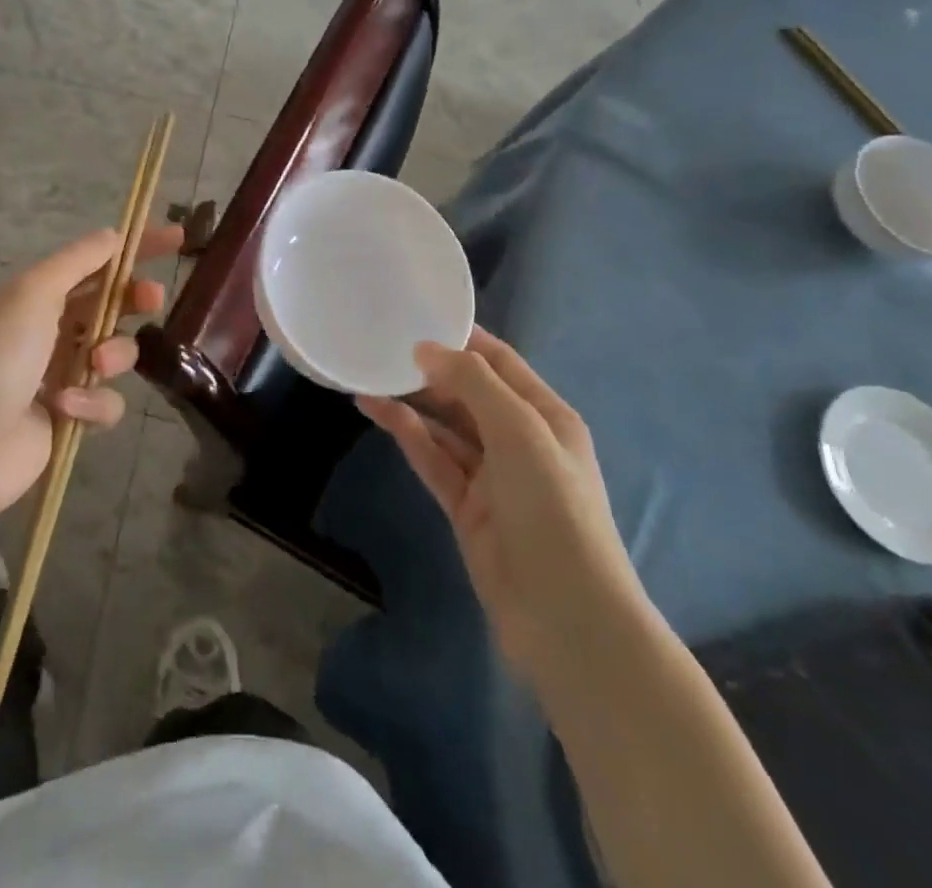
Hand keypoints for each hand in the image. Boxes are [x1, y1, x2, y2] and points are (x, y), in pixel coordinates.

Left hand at [0, 225, 182, 523]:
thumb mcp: (33, 293)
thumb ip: (78, 262)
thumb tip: (113, 236)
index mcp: (39, 295)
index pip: (97, 262)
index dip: (136, 248)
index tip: (177, 240)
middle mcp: (52, 329)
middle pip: (113, 305)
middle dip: (135, 300)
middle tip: (150, 300)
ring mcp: (62, 374)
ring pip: (117, 353)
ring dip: (113, 354)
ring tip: (94, 364)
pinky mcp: (71, 416)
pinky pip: (106, 401)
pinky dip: (92, 402)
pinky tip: (65, 408)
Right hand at [358, 328, 653, 685]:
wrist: (565, 617)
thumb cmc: (553, 509)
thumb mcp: (520, 432)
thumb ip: (474, 383)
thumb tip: (426, 347)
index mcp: (545, 415)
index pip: (499, 362)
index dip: (461, 338)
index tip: (416, 313)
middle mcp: (519, 439)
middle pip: (468, 392)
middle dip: (429, 369)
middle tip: (380, 345)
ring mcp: (491, 475)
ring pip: (444, 425)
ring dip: (410, 400)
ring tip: (366, 373)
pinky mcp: (465, 506)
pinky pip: (432, 458)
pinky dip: (406, 434)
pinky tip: (376, 411)